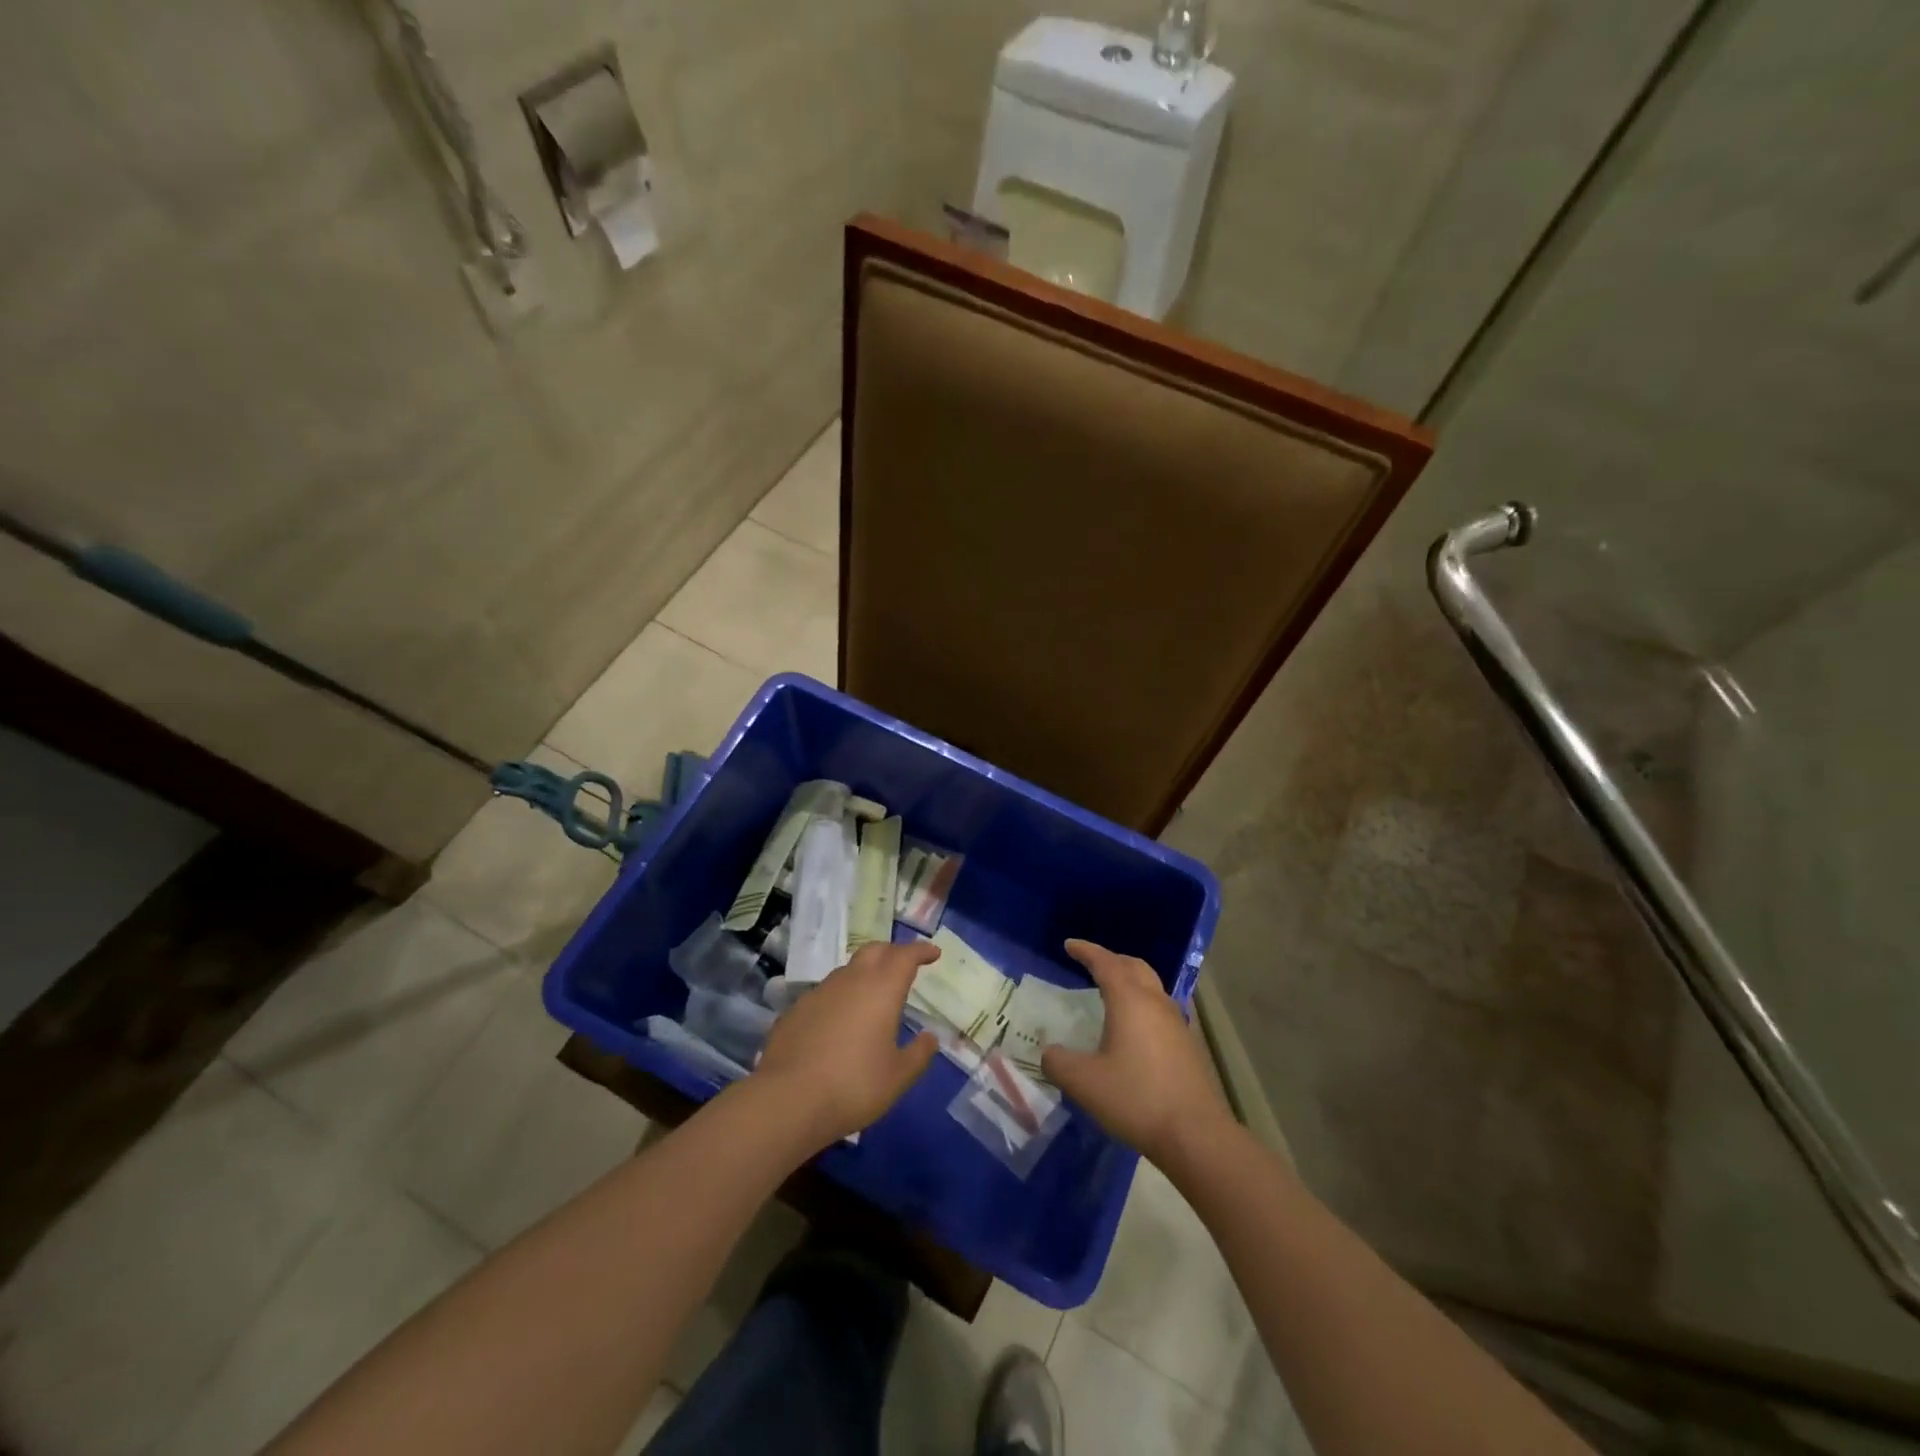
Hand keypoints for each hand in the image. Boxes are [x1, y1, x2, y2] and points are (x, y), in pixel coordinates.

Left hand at [754, 939, 940, 1146]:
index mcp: (881, 988)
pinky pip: (825, 993)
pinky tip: (839, 1022)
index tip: (933, 953)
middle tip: (904, 965)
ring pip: (848, 970)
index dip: (921, 951)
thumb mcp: (898, 1077)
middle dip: (893, 952)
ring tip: (872, 997)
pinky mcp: (796, 1009)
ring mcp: (819, 992)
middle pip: (875, 951)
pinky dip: (840, 998)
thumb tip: (930, 1038)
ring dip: (864, 974)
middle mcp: (851, 980)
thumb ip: (919, 1054)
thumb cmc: (854, 1085)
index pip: (905, 955)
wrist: (788, 1099)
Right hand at [1041, 940, 1230, 1166]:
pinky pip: (1160, 1008)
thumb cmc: (1136, 1099)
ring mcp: (1176, 1022)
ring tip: (1110, 992)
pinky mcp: (1188, 1044)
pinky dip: (1142, 1003)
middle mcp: (1155, 1002)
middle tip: (1090, 964)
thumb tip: (1049, 1052)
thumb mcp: (1084, 1083)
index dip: (1086, 951)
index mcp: (1130, 1000)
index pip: (1106, 963)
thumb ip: (1058, 1062)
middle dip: (1111, 960)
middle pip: (1134, 966)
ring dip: (1130, 980)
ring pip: (1151, 986)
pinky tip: (1134, 1028)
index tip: (1069, 945)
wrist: (1195, 1135)